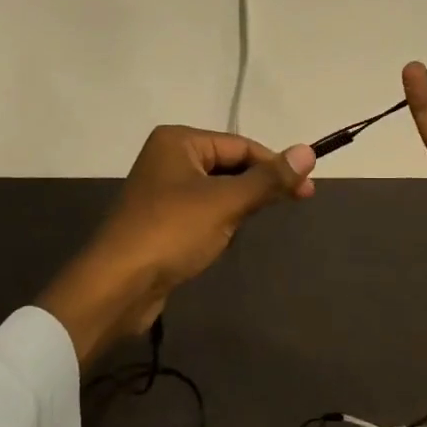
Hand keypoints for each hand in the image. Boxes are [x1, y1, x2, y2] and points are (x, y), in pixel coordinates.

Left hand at [39, 126, 316, 365]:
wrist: (117, 285)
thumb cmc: (172, 232)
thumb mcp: (225, 203)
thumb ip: (268, 179)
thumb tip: (308, 151)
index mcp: (178, 141)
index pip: (240, 145)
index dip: (276, 165)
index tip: (307, 189)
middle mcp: (167, 157)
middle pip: (228, 165)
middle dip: (256, 186)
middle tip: (293, 204)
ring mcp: (161, 190)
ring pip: (216, 190)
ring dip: (237, 205)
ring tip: (250, 224)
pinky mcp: (160, 219)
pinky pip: (201, 211)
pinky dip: (219, 221)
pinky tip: (224, 238)